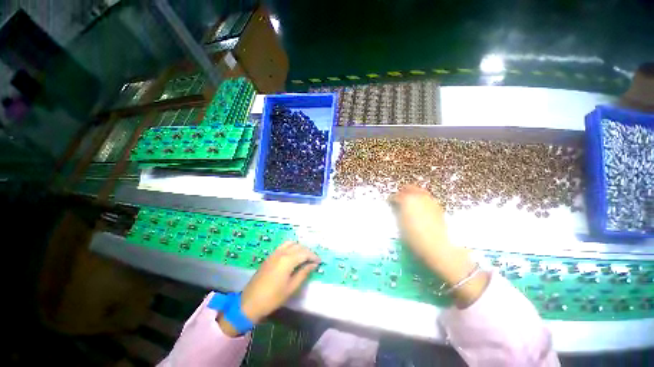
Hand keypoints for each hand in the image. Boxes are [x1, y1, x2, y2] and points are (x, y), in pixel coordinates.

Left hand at [218, 242, 319, 335]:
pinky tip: (293, 254)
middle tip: (313, 260)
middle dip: (308, 251)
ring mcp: (275, 253)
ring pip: (291, 243)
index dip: (313, 256)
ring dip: (299, 247)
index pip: (305, 253)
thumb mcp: (291, 287)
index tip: (319, 261)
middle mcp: (281, 253)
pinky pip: (283, 246)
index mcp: (287, 260)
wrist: (250, 302)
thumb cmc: (273, 297)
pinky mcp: (270, 256)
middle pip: (299, 247)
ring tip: (304, 256)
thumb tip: (313, 265)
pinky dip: (291, 246)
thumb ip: (303, 273)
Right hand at [389, 185, 451, 263]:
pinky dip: (422, 201)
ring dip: (414, 195)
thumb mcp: (400, 224)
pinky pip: (427, 199)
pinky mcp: (438, 208)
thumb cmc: (414, 236)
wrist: (437, 246)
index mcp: (407, 200)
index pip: (396, 196)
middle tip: (399, 198)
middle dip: (403, 192)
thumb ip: (398, 211)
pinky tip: (420, 209)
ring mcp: (430, 201)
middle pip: (410, 188)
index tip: (389, 202)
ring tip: (410, 202)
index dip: (391, 199)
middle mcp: (419, 197)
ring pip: (420, 192)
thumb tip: (396, 207)